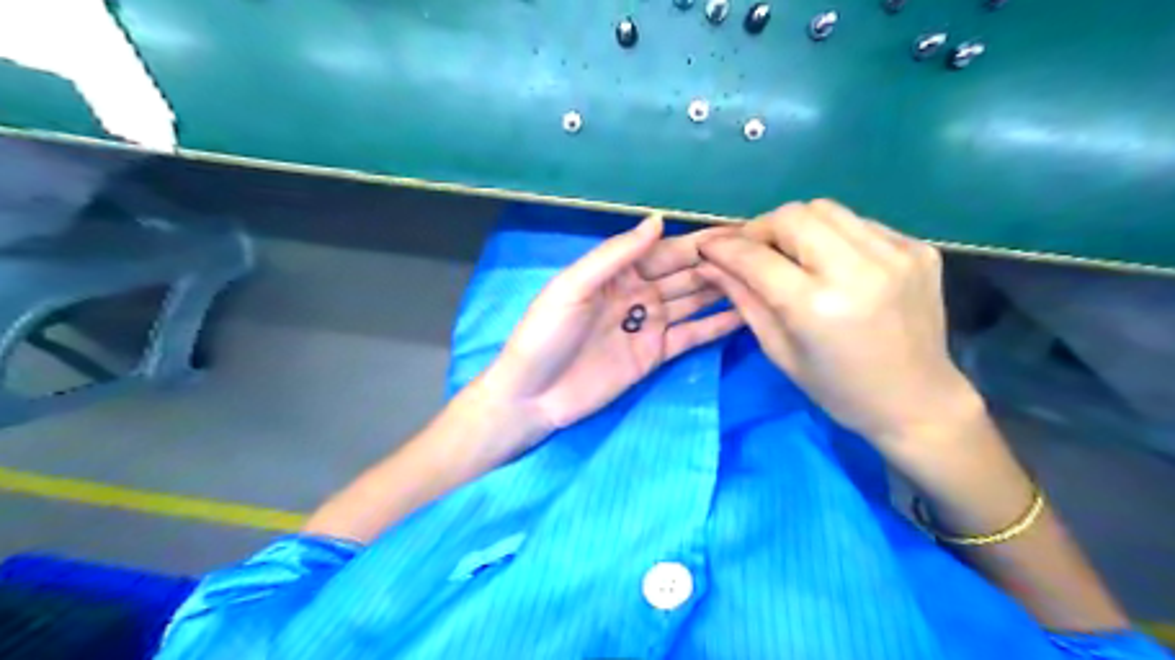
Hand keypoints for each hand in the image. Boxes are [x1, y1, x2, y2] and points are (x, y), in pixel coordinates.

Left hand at [484, 214, 741, 450]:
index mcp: (616, 271)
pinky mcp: (656, 355)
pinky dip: (716, 326)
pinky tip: (746, 315)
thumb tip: (659, 221)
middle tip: (764, 255)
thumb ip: (615, 255)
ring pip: (693, 302)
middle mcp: (638, 293)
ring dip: (724, 291)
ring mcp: (649, 324)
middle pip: (685, 274)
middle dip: (719, 264)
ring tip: (764, 280)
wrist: (533, 396)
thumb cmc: (545, 335)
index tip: (738, 232)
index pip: (665, 250)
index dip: (700, 242)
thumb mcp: (573, 287)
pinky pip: (691, 336)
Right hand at [697, 198, 984, 447]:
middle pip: (792, 215)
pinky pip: (858, 223)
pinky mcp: (917, 248)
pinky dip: (833, 236)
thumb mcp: (779, 351)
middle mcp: (857, 270)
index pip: (757, 257)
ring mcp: (894, 254)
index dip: (725, 247)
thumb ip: (744, 300)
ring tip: (792, 254)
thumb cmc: (838, 389)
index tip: (708, 245)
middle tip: (753, 251)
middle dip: (761, 228)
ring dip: (797, 226)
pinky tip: (833, 263)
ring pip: (826, 209)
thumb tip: (712, 265)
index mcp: (816, 306)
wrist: (918, 401)